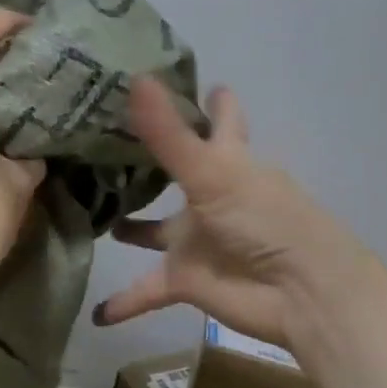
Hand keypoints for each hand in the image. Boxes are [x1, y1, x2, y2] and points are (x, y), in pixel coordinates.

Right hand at [93, 78, 374, 350]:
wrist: (301, 294)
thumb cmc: (264, 219)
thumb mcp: (212, 172)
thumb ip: (168, 133)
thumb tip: (134, 78)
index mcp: (228, 160)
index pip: (219, 118)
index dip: (204, 98)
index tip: (170, 75)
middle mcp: (210, 194)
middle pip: (176, 170)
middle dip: (145, 157)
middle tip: (97, 137)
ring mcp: (197, 238)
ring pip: (154, 230)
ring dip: (129, 227)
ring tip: (85, 210)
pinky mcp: (187, 279)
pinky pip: (147, 290)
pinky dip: (123, 302)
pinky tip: (95, 311)